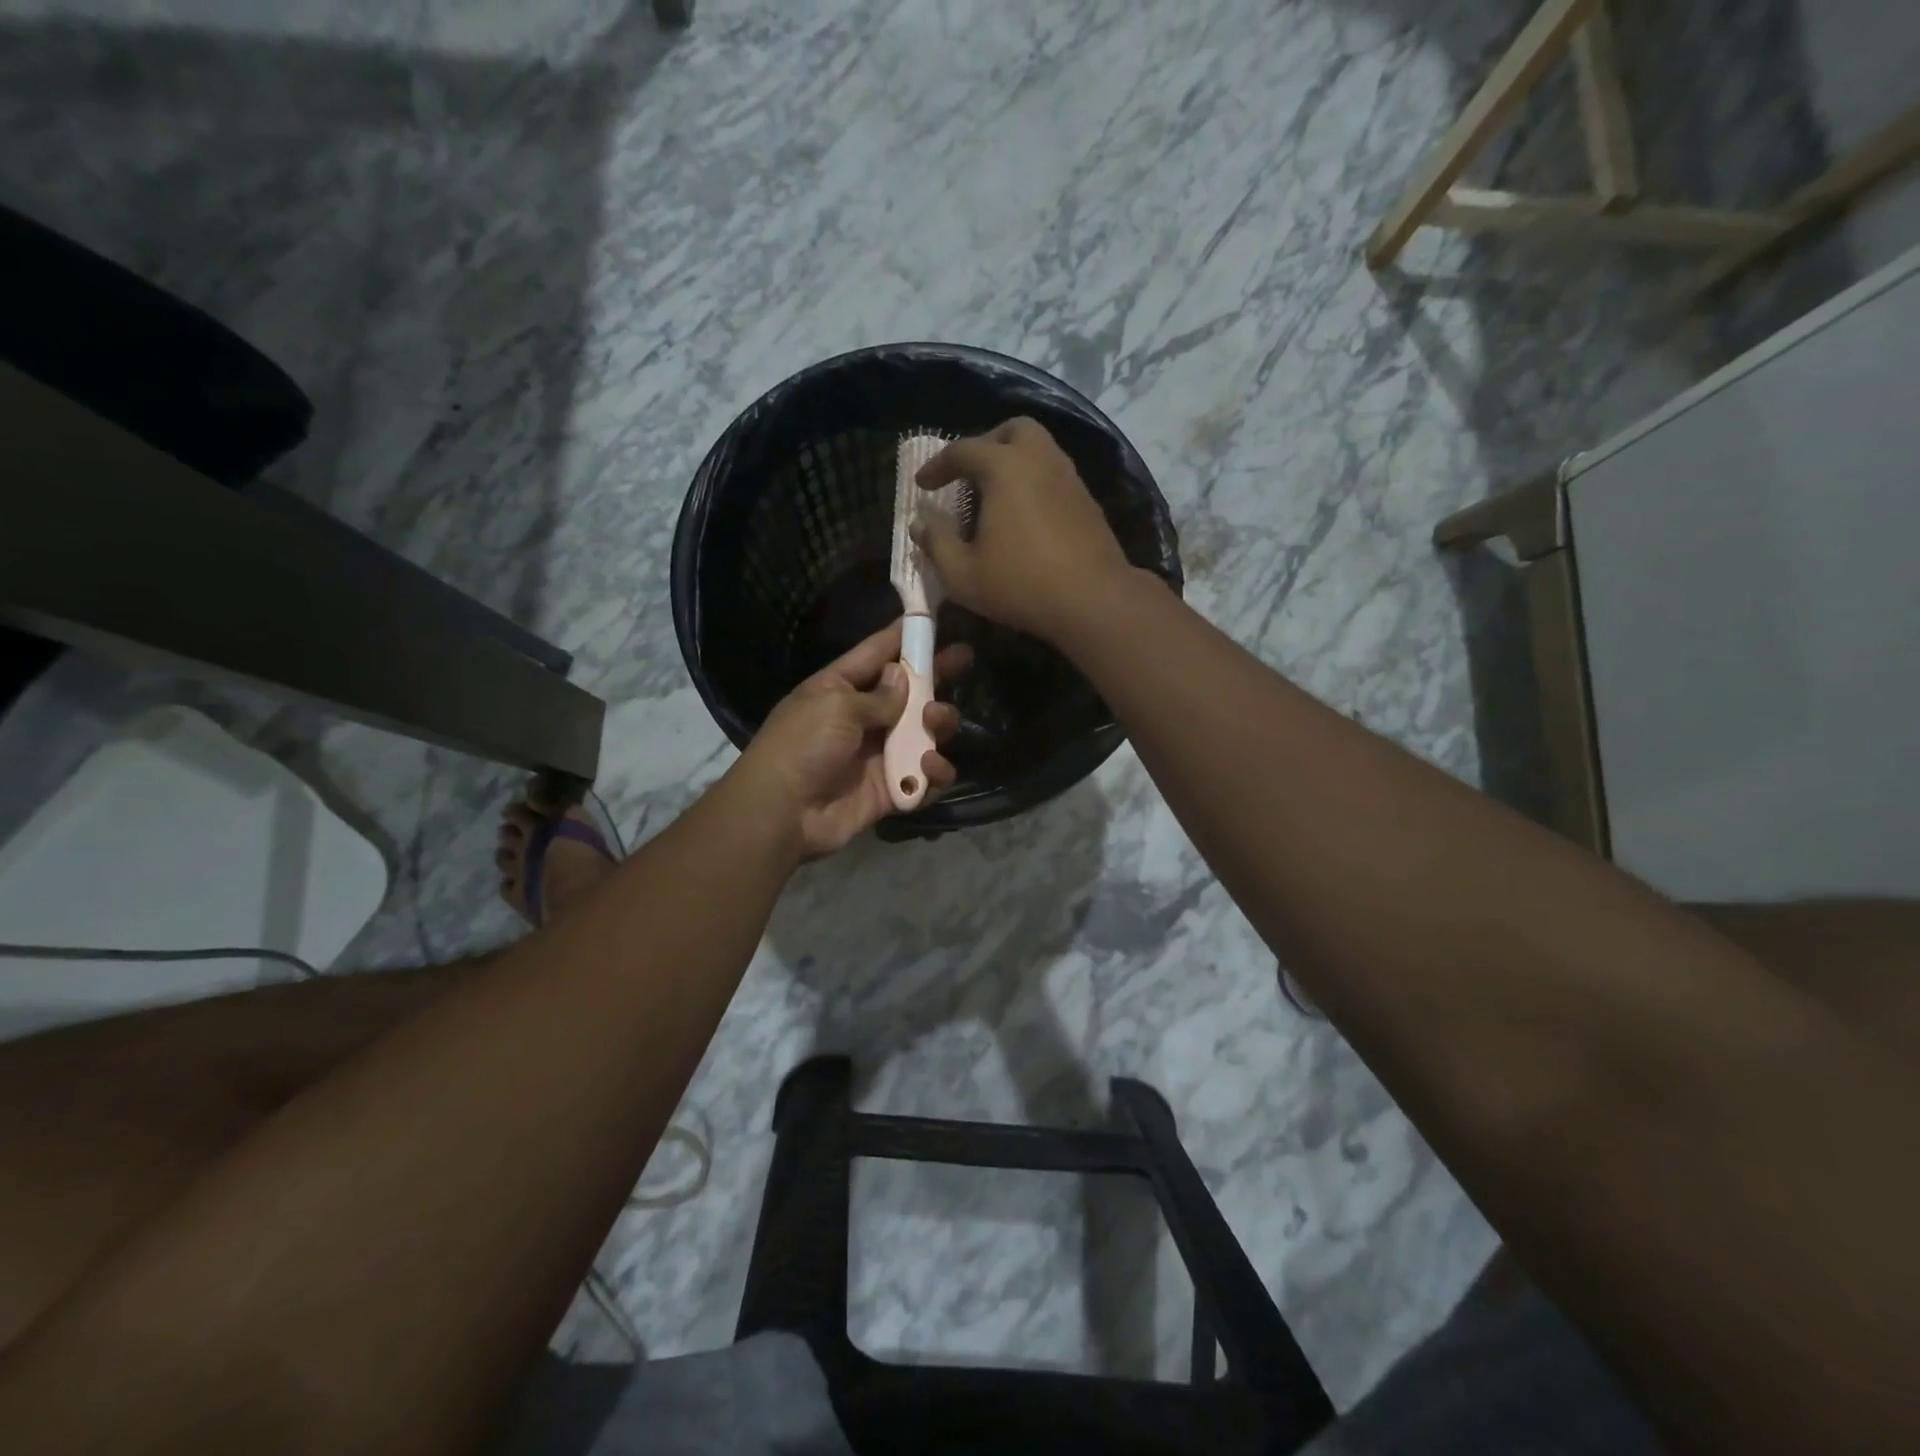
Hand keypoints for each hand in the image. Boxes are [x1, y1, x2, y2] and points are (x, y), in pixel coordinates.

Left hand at [733, 618, 969, 859]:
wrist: (782, 813)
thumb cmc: (802, 746)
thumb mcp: (836, 707)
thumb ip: (878, 695)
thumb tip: (902, 677)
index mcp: (840, 689)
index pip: (876, 654)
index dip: (903, 636)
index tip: (932, 616)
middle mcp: (862, 718)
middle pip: (909, 692)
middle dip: (936, 675)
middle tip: (964, 658)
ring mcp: (879, 754)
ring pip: (924, 732)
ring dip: (939, 723)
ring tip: (936, 720)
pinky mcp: (891, 789)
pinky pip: (925, 777)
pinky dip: (935, 772)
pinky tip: (930, 765)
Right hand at [913, 416, 1136, 641]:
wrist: (1093, 600)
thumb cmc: (1021, 585)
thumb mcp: (963, 574)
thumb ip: (936, 543)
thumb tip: (919, 522)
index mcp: (1005, 467)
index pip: (963, 450)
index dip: (937, 466)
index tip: (923, 485)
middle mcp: (1040, 459)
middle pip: (1012, 430)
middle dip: (986, 445)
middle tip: (968, 474)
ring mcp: (1069, 478)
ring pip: (1039, 450)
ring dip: (1013, 463)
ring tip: (994, 496)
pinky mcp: (1087, 501)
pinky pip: (1054, 475)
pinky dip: (1034, 482)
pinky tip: (1024, 516)